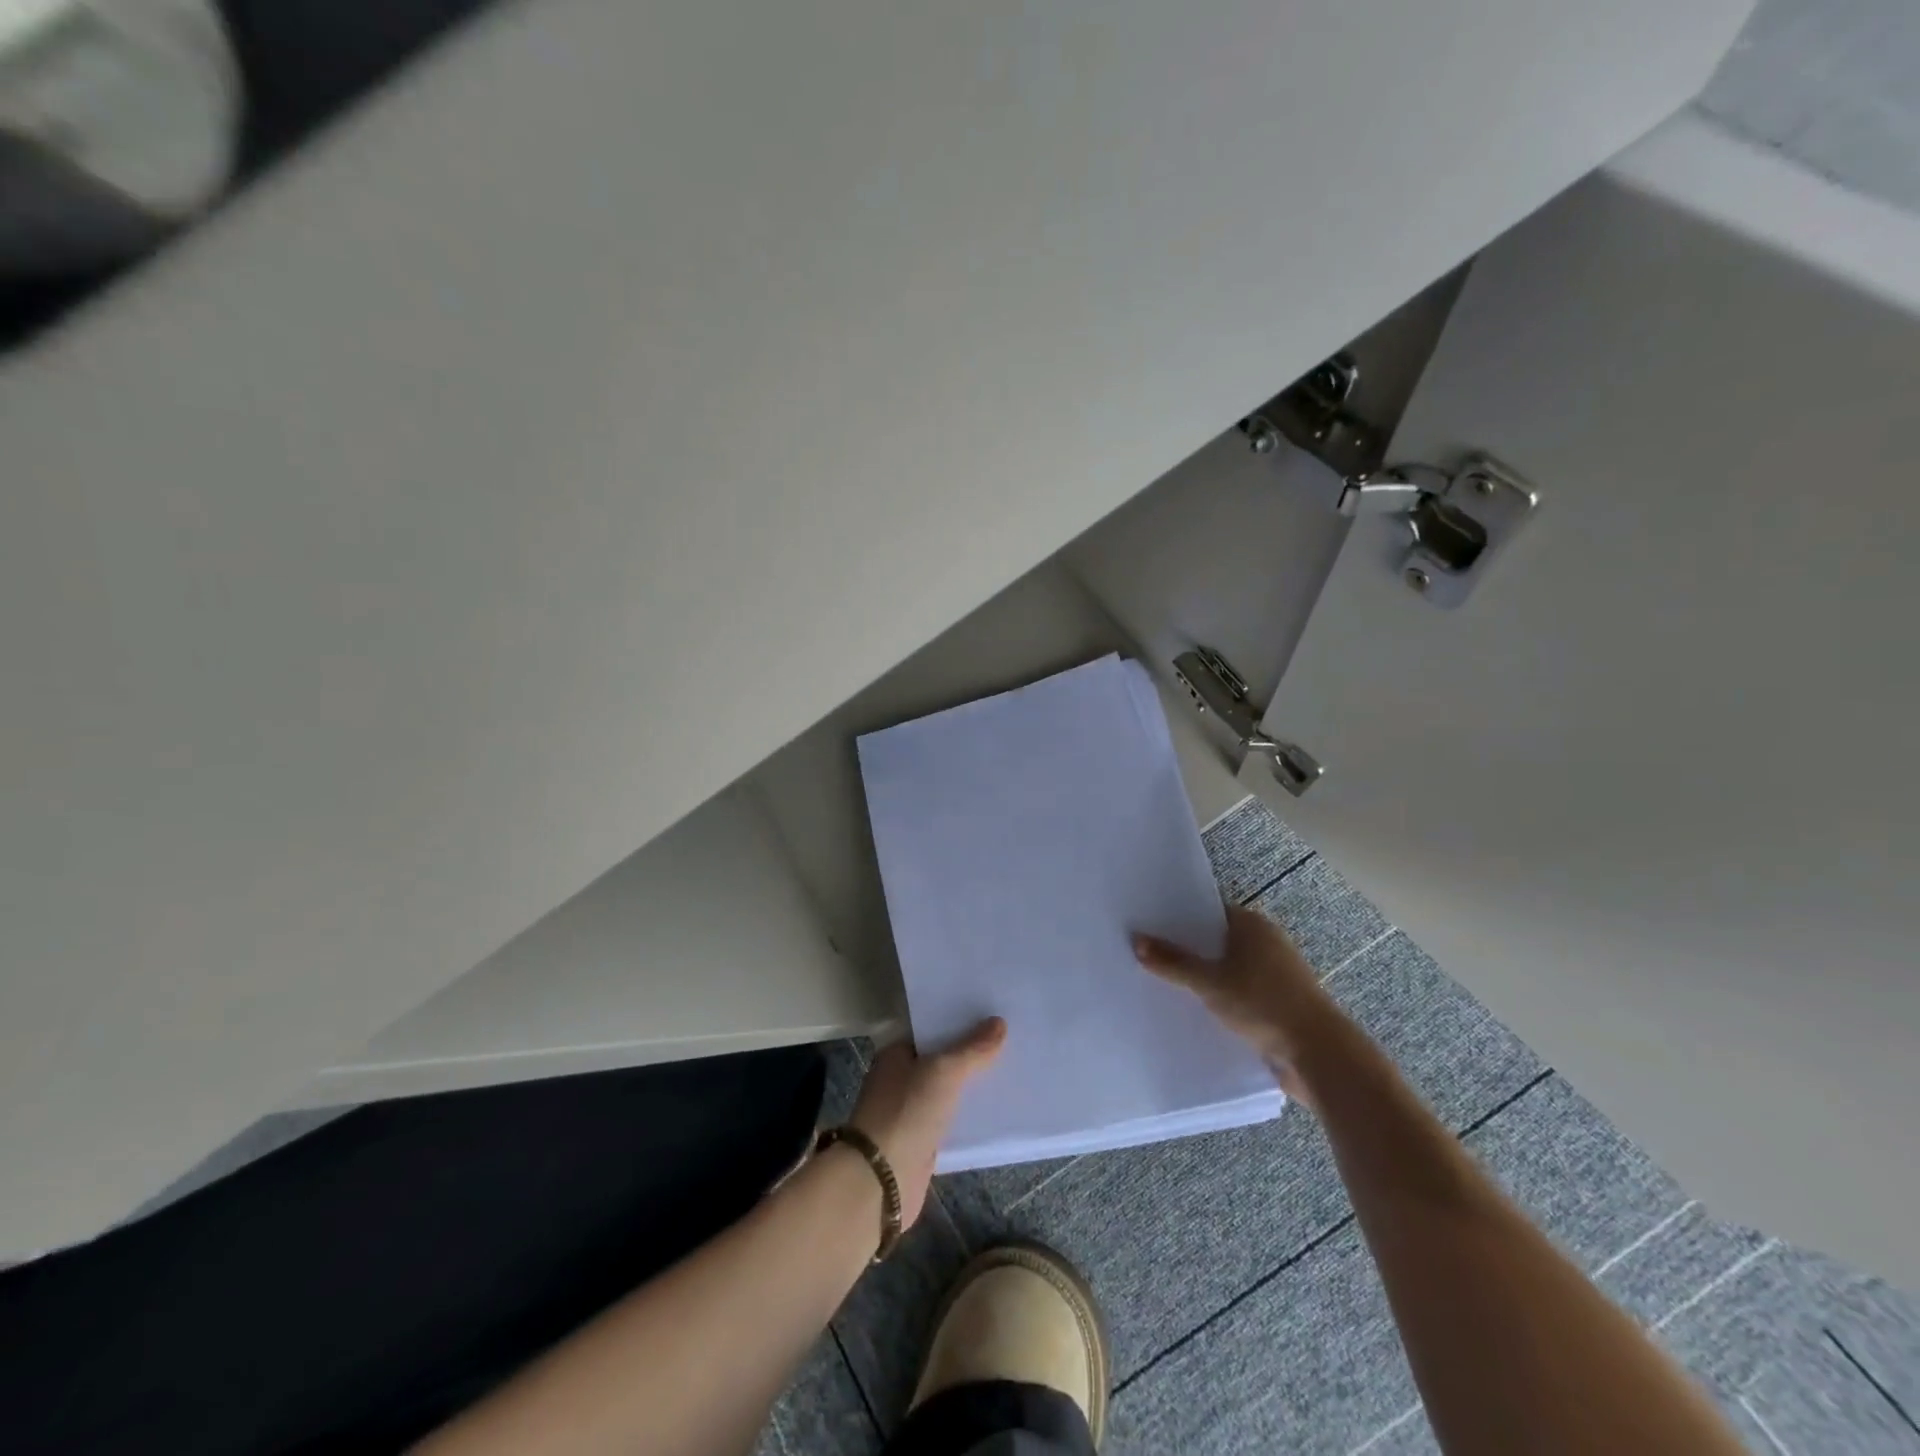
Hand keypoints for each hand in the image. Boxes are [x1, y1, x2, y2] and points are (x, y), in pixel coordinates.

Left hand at [848, 1018, 1005, 1226]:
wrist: (880, 1183)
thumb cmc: (906, 1114)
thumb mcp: (942, 1072)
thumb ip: (971, 1049)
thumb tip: (999, 1022)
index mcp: (896, 1055)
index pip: (931, 1029)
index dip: (959, 1022)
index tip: (992, 1015)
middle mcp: (900, 1080)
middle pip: (942, 1060)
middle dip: (971, 1055)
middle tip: (1011, 1042)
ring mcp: (910, 1113)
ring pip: (949, 1092)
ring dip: (973, 1087)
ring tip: (1013, 1073)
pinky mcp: (922, 1144)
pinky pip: (952, 1122)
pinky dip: (970, 1118)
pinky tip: (998, 1113)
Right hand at [1134, 906, 1342, 1104]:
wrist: (1318, 1053)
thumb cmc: (1263, 1003)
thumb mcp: (1209, 982)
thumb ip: (1173, 962)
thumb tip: (1136, 939)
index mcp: (1253, 925)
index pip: (1209, 910)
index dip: (1180, 917)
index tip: (1151, 924)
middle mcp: (1267, 942)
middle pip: (1218, 940)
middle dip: (1189, 949)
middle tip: (1150, 954)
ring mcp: (1276, 974)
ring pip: (1229, 969)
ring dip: (1205, 977)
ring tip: (1165, 983)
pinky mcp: (1279, 1003)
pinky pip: (1241, 993)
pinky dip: (1222, 997)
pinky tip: (1195, 1009)